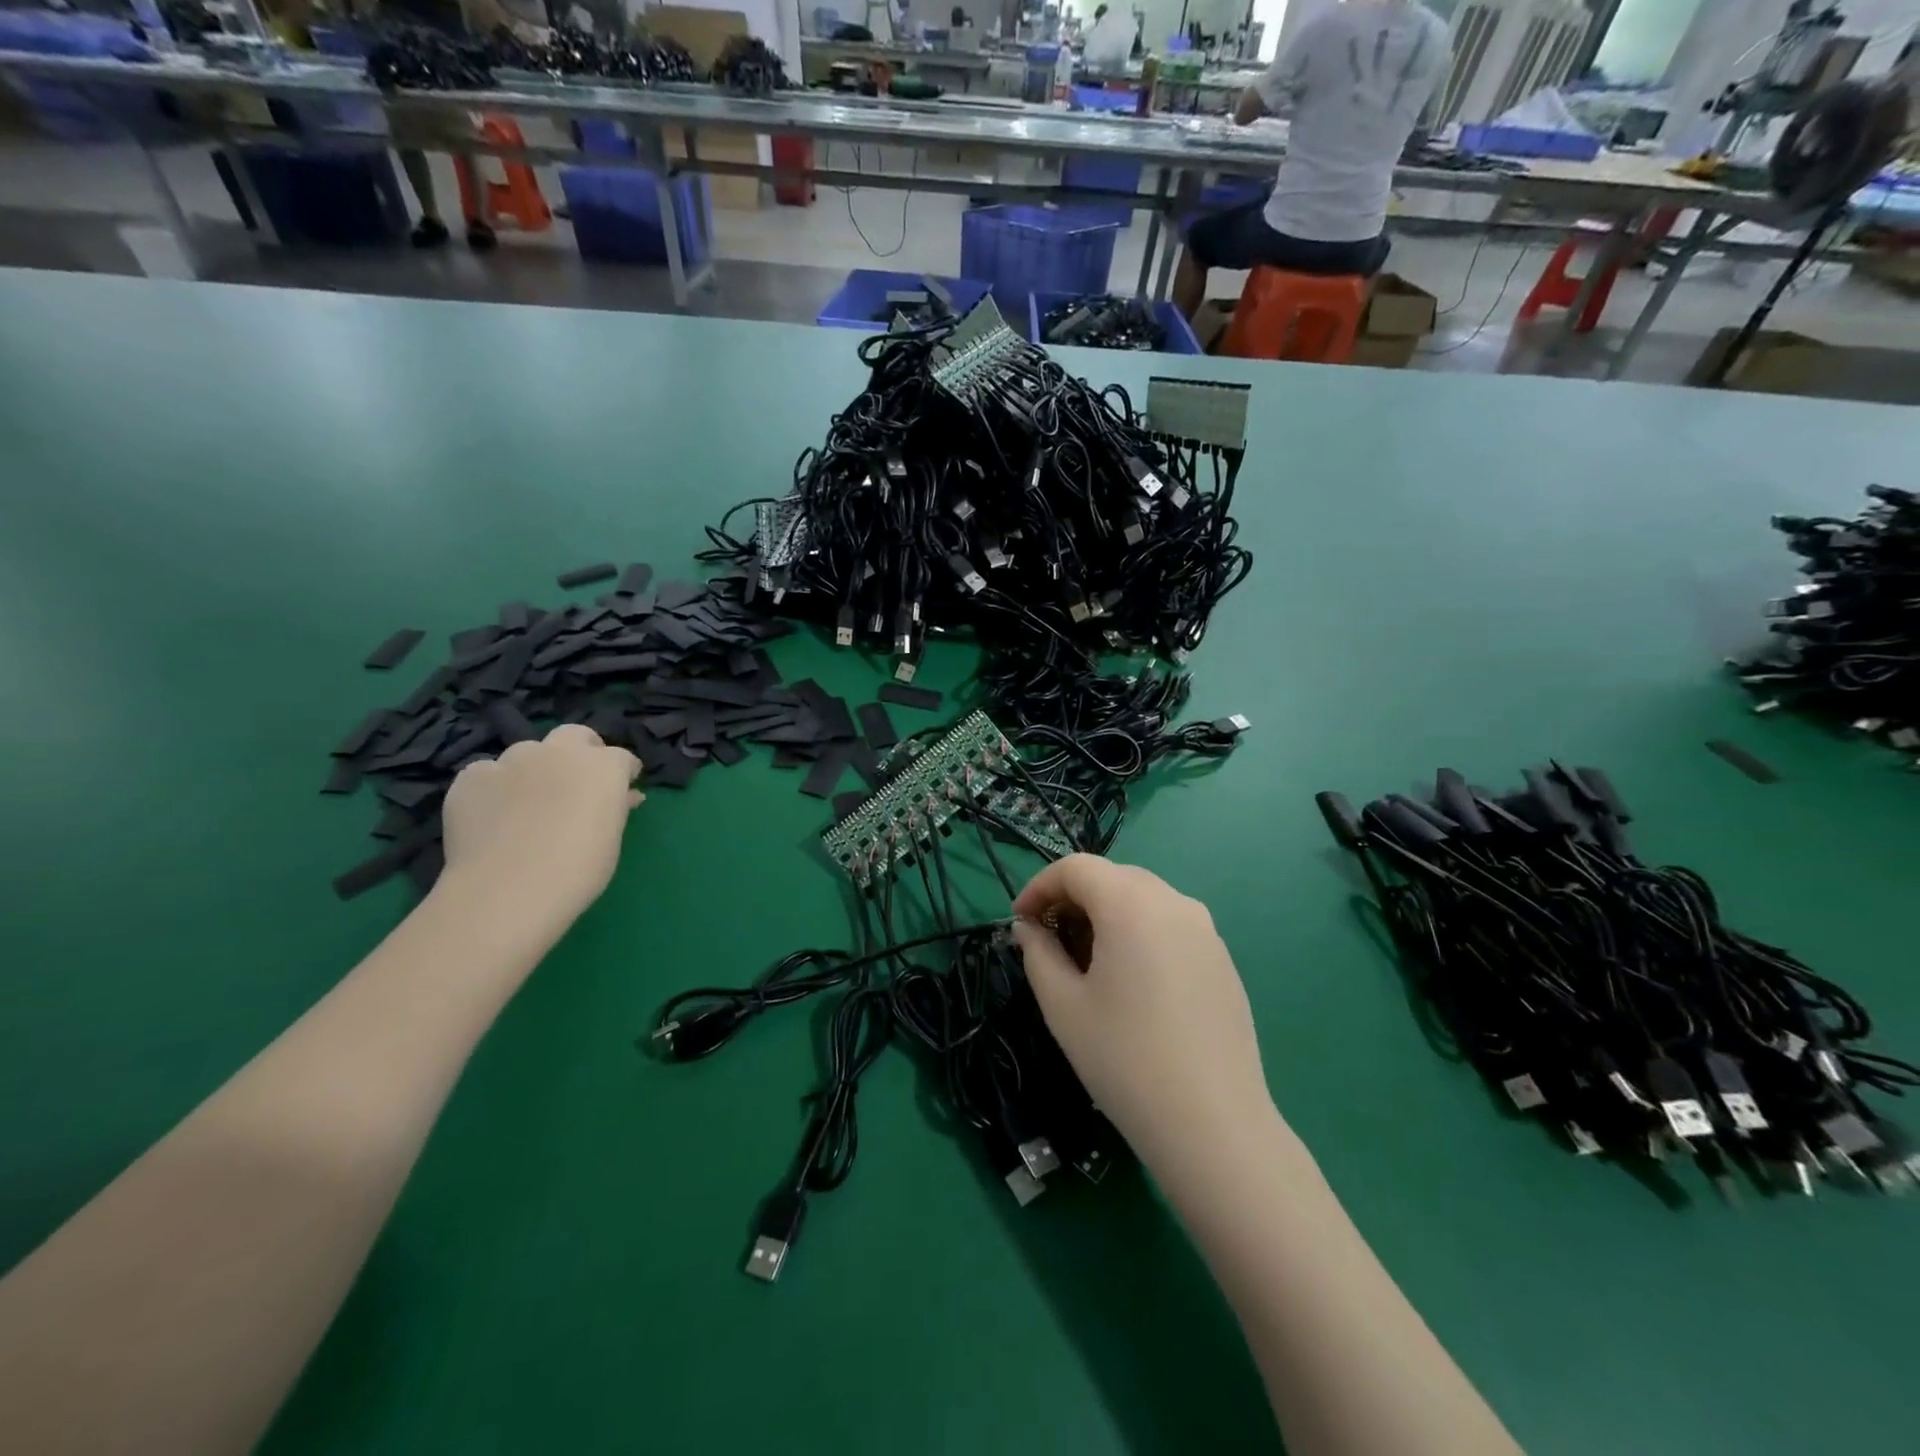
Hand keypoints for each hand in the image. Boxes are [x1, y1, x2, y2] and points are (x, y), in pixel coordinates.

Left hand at [440, 724, 642, 927]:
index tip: (623, 792)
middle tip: (579, 781)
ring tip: (528, 803)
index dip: (623, 773)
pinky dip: (494, 788)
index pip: (622, 758)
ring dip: (534, 769)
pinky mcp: (471, 777)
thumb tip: (624, 797)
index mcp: (603, 766)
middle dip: (581, 751)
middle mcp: (559, 752)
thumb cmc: (578, 870)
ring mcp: (511, 760)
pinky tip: (493, 816)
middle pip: (575, 735)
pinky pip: (487, 773)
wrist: (507, 891)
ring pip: (527, 753)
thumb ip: (615, 808)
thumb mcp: (611, 839)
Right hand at [1012, 855, 1268, 1156]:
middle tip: (1048, 938)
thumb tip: (1028, 929)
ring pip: (1143, 898)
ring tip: (1087, 960)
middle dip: (1073, 897)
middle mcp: (1173, 902)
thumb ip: (1037, 953)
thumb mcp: (1063, 1005)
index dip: (1039, 886)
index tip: (1019, 921)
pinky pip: (1171, 925)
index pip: (1076, 867)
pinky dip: (1139, 932)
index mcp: (1131, 904)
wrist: (1213, 1124)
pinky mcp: (1222, 959)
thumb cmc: (1124, 1059)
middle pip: (1112, 876)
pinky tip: (1131, 981)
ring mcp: (1205, 929)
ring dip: (1106, 913)